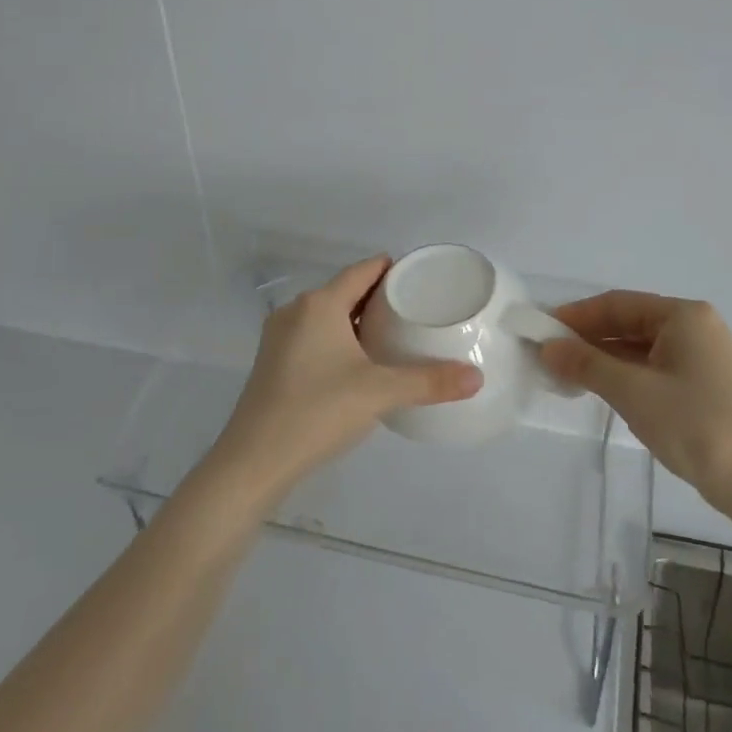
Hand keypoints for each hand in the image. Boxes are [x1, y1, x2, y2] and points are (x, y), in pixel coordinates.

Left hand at [208, 255, 483, 496]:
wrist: (254, 461)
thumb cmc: (317, 412)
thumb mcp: (379, 393)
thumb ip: (429, 382)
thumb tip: (477, 378)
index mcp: (320, 304)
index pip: (364, 270)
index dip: (394, 270)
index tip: (424, 279)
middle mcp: (296, 311)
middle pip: (346, 290)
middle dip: (381, 297)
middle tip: (418, 311)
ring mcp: (280, 337)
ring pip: (329, 315)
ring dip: (359, 320)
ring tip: (395, 336)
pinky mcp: (273, 362)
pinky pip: (314, 336)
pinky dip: (339, 339)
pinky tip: (359, 364)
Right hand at [540, 291, 731, 511]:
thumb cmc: (695, 424)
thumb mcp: (632, 391)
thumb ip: (586, 364)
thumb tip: (547, 347)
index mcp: (683, 316)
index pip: (617, 303)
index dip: (576, 315)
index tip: (541, 330)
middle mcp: (694, 327)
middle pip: (629, 322)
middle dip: (588, 338)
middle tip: (548, 354)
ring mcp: (701, 357)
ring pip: (639, 347)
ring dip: (603, 358)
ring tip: (566, 374)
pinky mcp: (702, 384)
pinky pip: (653, 367)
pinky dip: (624, 375)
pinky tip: (601, 389)